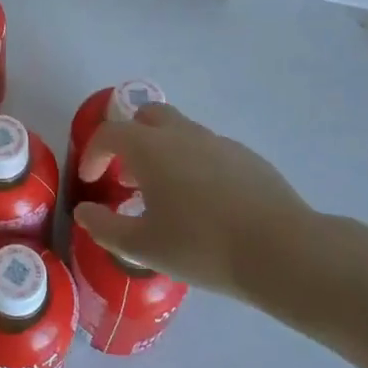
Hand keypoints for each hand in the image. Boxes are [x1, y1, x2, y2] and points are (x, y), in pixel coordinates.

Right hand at [73, 102, 362, 326]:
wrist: (282, 251)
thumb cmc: (202, 246)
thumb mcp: (142, 246)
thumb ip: (105, 227)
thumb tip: (84, 212)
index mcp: (150, 148)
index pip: (110, 133)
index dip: (93, 153)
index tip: (91, 179)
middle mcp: (183, 134)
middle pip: (148, 116)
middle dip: (131, 139)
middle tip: (129, 176)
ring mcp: (219, 143)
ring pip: (181, 132)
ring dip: (164, 152)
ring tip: (166, 195)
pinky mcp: (248, 158)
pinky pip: (210, 151)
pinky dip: (195, 165)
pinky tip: (205, 204)